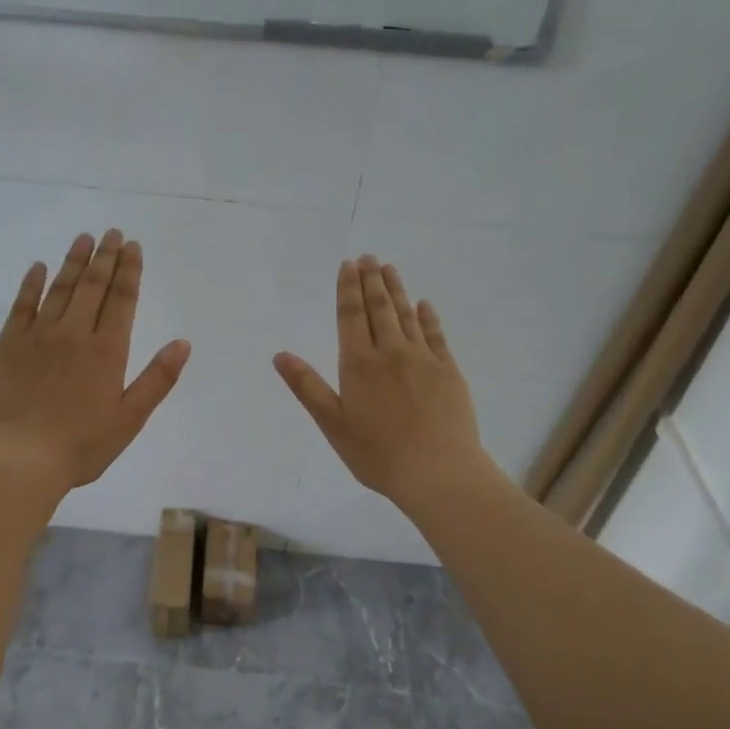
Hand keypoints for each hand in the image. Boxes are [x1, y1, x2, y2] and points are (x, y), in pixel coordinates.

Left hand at [0, 230, 190, 491]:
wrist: (17, 460)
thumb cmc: (80, 446)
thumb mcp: (130, 419)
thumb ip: (157, 379)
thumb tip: (183, 343)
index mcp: (107, 351)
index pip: (122, 300)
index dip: (130, 271)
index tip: (134, 246)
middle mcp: (74, 334)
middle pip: (92, 286)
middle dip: (105, 257)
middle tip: (113, 233)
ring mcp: (37, 336)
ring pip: (59, 289)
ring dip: (73, 262)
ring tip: (83, 238)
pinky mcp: (7, 345)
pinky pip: (21, 305)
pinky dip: (31, 284)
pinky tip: (38, 268)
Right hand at [274, 256, 491, 514]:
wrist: (438, 471)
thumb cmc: (377, 454)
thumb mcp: (332, 424)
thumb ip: (307, 387)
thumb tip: (280, 355)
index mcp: (360, 364)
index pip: (351, 316)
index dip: (348, 289)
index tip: (348, 265)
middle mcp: (391, 352)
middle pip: (380, 308)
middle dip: (371, 281)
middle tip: (368, 257)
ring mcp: (424, 359)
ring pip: (408, 315)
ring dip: (397, 290)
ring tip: (389, 269)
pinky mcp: (449, 371)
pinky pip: (436, 334)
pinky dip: (428, 316)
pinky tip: (425, 305)